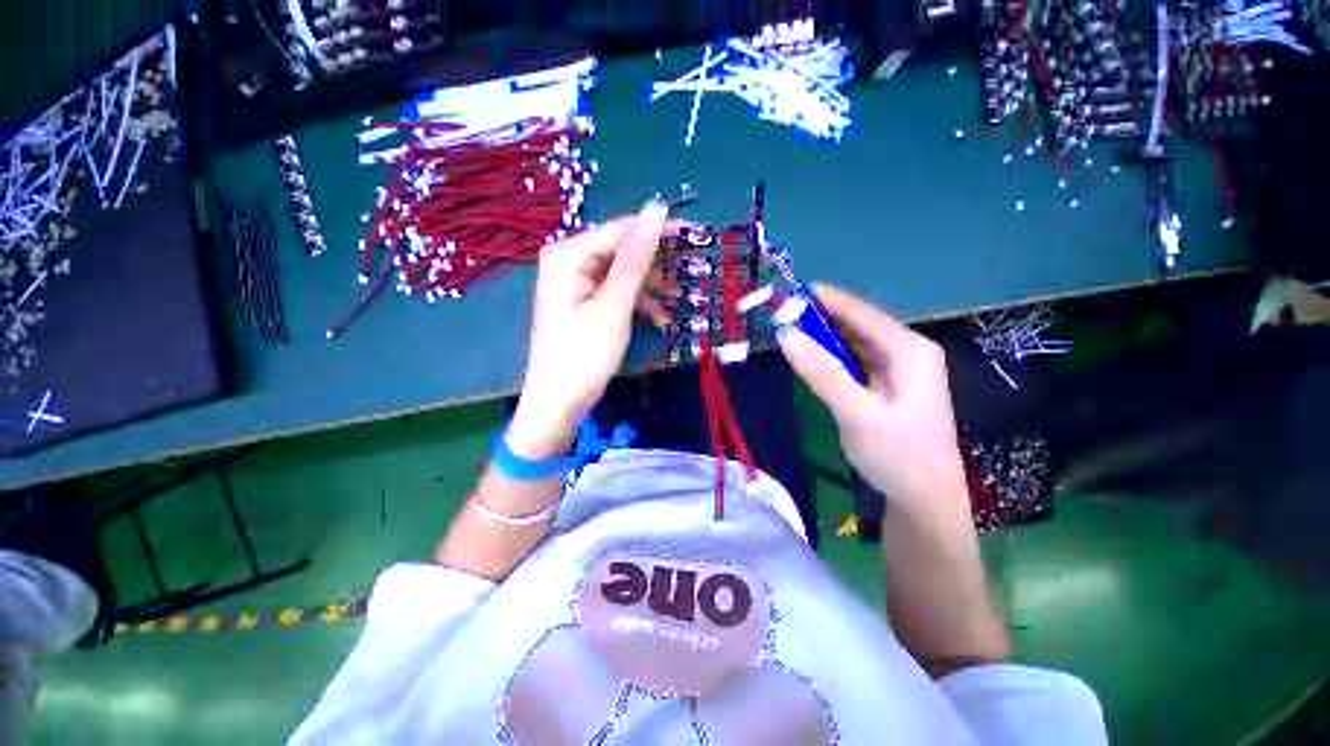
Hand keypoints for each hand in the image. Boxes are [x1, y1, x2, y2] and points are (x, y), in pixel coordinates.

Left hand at [508, 204, 679, 458]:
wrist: (558, 403)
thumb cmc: (583, 354)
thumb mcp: (614, 305)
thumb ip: (635, 259)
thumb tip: (656, 210)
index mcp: (568, 255)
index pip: (620, 230)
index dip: (658, 230)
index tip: (694, 233)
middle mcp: (569, 262)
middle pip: (621, 252)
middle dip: (656, 264)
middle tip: (692, 269)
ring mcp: (577, 285)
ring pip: (622, 275)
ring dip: (651, 287)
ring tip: (680, 298)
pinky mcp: (585, 304)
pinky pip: (616, 294)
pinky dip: (638, 303)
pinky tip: (661, 317)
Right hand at [778, 286, 968, 514]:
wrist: (925, 501)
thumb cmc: (898, 456)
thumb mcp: (857, 414)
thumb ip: (822, 373)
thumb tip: (786, 335)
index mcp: (909, 350)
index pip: (862, 312)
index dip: (826, 300)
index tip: (789, 291)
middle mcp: (907, 351)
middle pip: (858, 323)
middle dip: (821, 317)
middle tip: (781, 314)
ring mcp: (898, 368)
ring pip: (855, 341)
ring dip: (824, 336)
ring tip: (789, 328)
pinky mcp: (886, 384)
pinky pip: (855, 359)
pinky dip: (832, 355)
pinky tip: (812, 354)